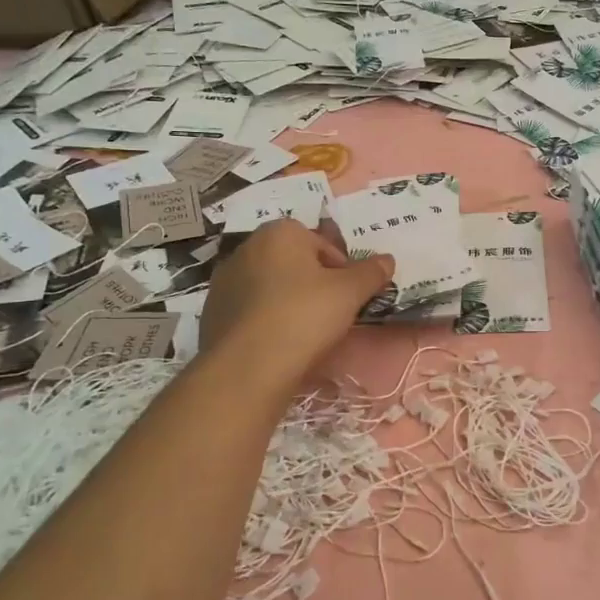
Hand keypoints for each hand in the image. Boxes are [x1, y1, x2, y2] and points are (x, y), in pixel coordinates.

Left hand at [199, 219, 393, 383]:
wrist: (248, 367)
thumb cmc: (304, 316)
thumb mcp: (350, 293)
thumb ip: (371, 272)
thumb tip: (387, 259)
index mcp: (280, 233)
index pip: (323, 245)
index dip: (341, 271)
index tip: (348, 297)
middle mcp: (247, 247)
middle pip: (294, 263)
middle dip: (313, 283)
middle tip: (329, 314)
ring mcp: (224, 280)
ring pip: (270, 285)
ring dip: (287, 301)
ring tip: (302, 333)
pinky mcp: (212, 311)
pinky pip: (249, 309)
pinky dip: (264, 320)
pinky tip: (276, 343)